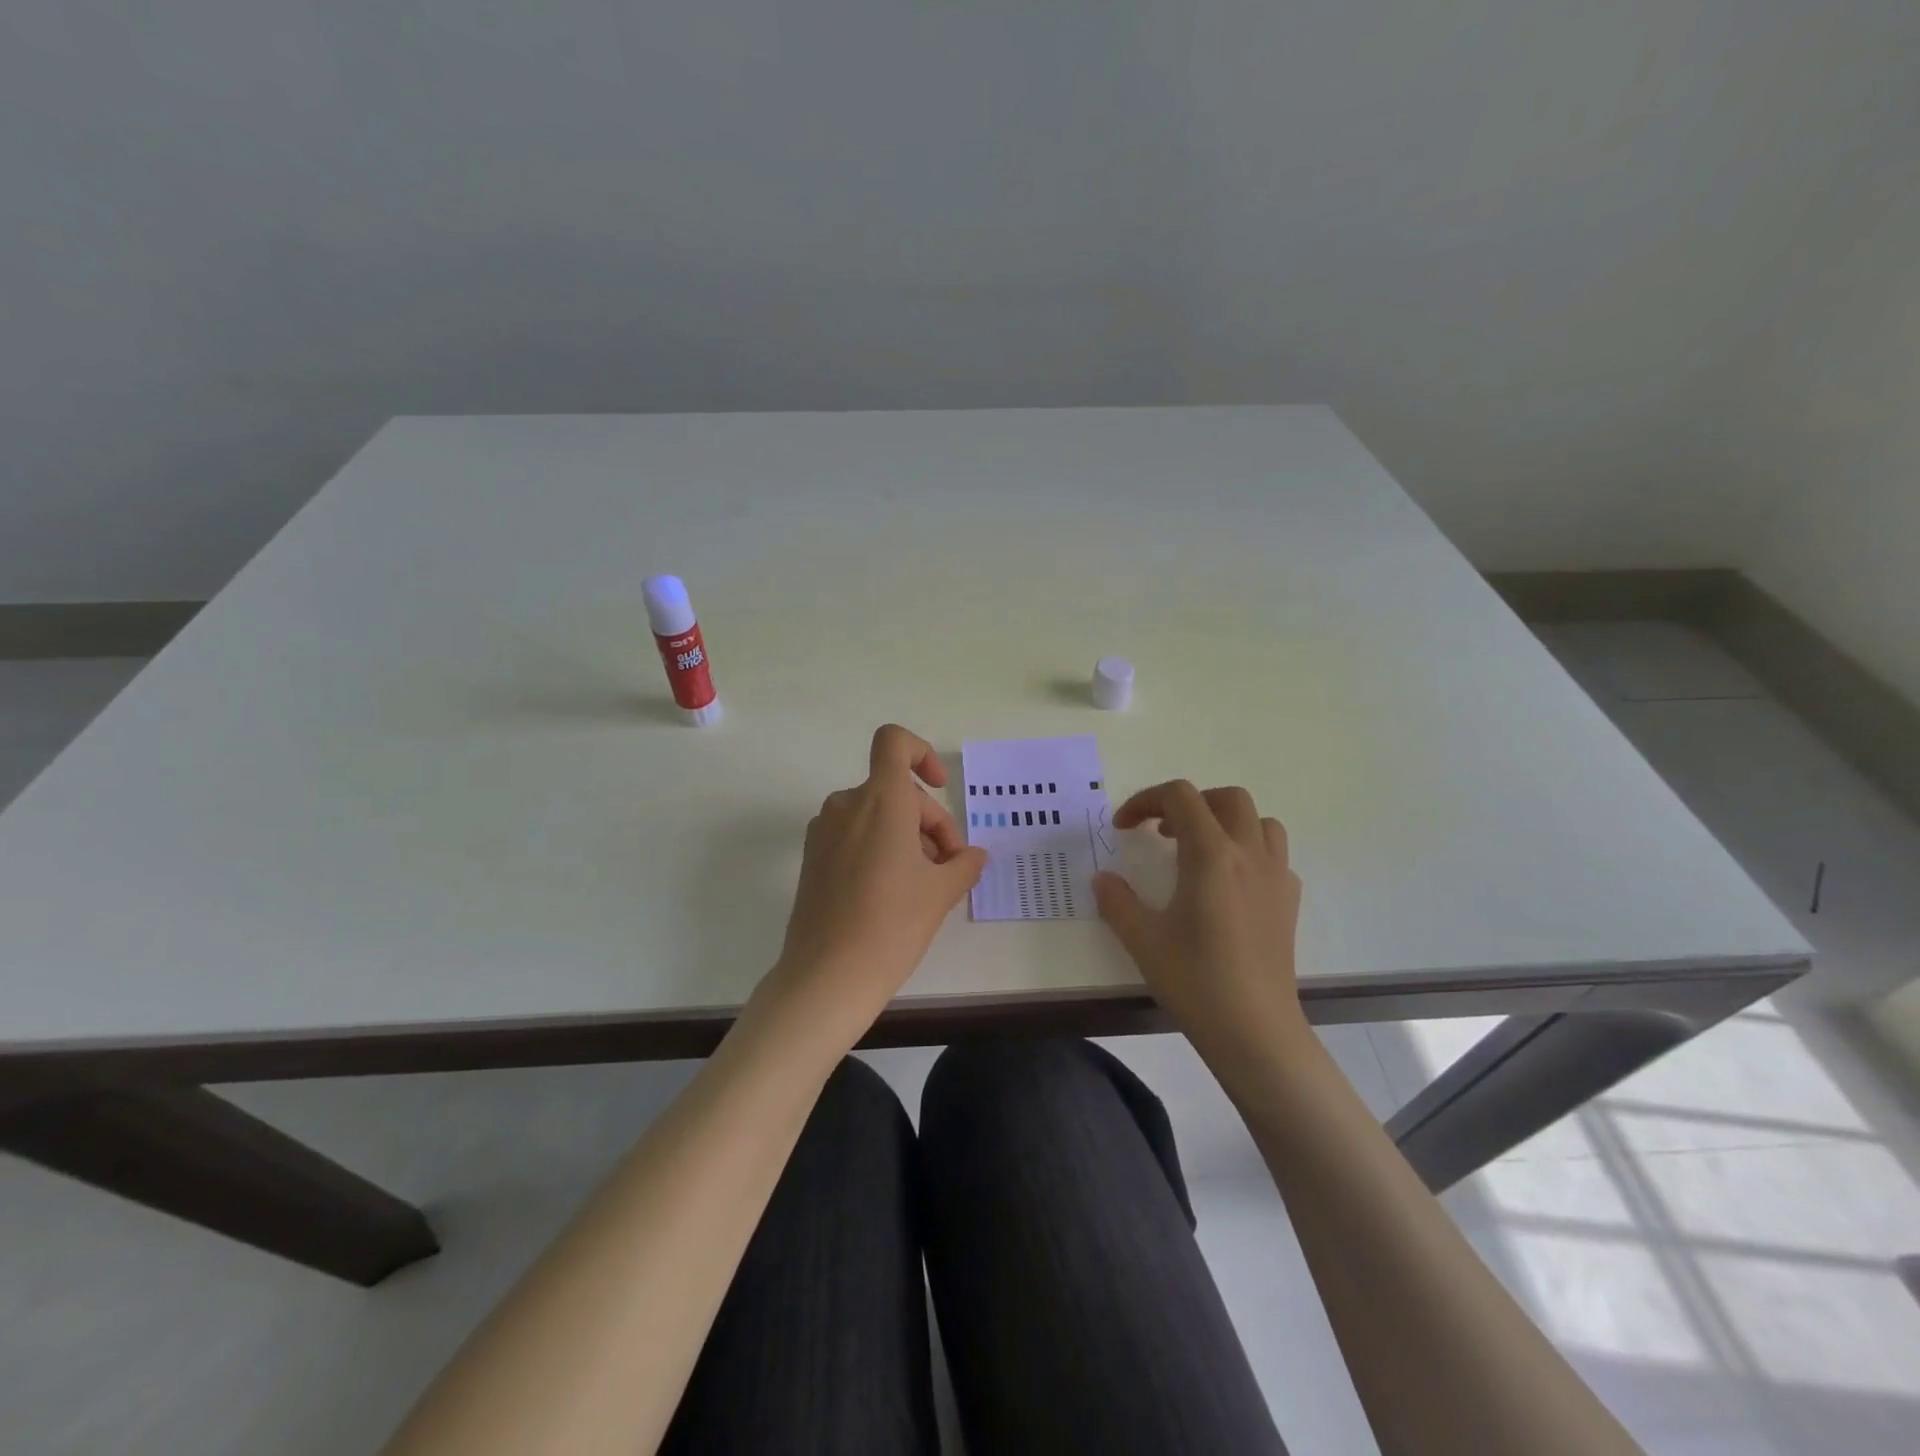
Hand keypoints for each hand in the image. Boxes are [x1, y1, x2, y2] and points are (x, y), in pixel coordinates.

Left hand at [767, 725, 987, 1033]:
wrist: (827, 976)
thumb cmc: (892, 924)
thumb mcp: (940, 892)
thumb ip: (963, 863)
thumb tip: (972, 856)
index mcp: (880, 800)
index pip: (894, 742)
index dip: (922, 754)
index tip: (940, 789)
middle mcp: (847, 804)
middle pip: (896, 789)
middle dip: (929, 820)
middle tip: (950, 866)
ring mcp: (824, 831)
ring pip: (876, 814)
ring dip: (907, 836)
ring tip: (926, 883)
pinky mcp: (812, 857)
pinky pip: (854, 834)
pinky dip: (879, 847)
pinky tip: (894, 891)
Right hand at [1093, 780, 1306, 1071]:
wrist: (1256, 1032)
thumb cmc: (1196, 981)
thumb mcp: (1142, 940)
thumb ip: (1117, 901)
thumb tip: (1103, 879)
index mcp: (1211, 855)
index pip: (1180, 797)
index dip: (1145, 801)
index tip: (1123, 828)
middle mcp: (1249, 855)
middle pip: (1227, 798)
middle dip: (1190, 804)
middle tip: (1161, 833)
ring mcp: (1276, 877)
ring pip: (1259, 821)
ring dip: (1226, 821)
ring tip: (1198, 850)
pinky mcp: (1289, 901)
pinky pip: (1273, 854)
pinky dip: (1248, 850)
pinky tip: (1227, 883)